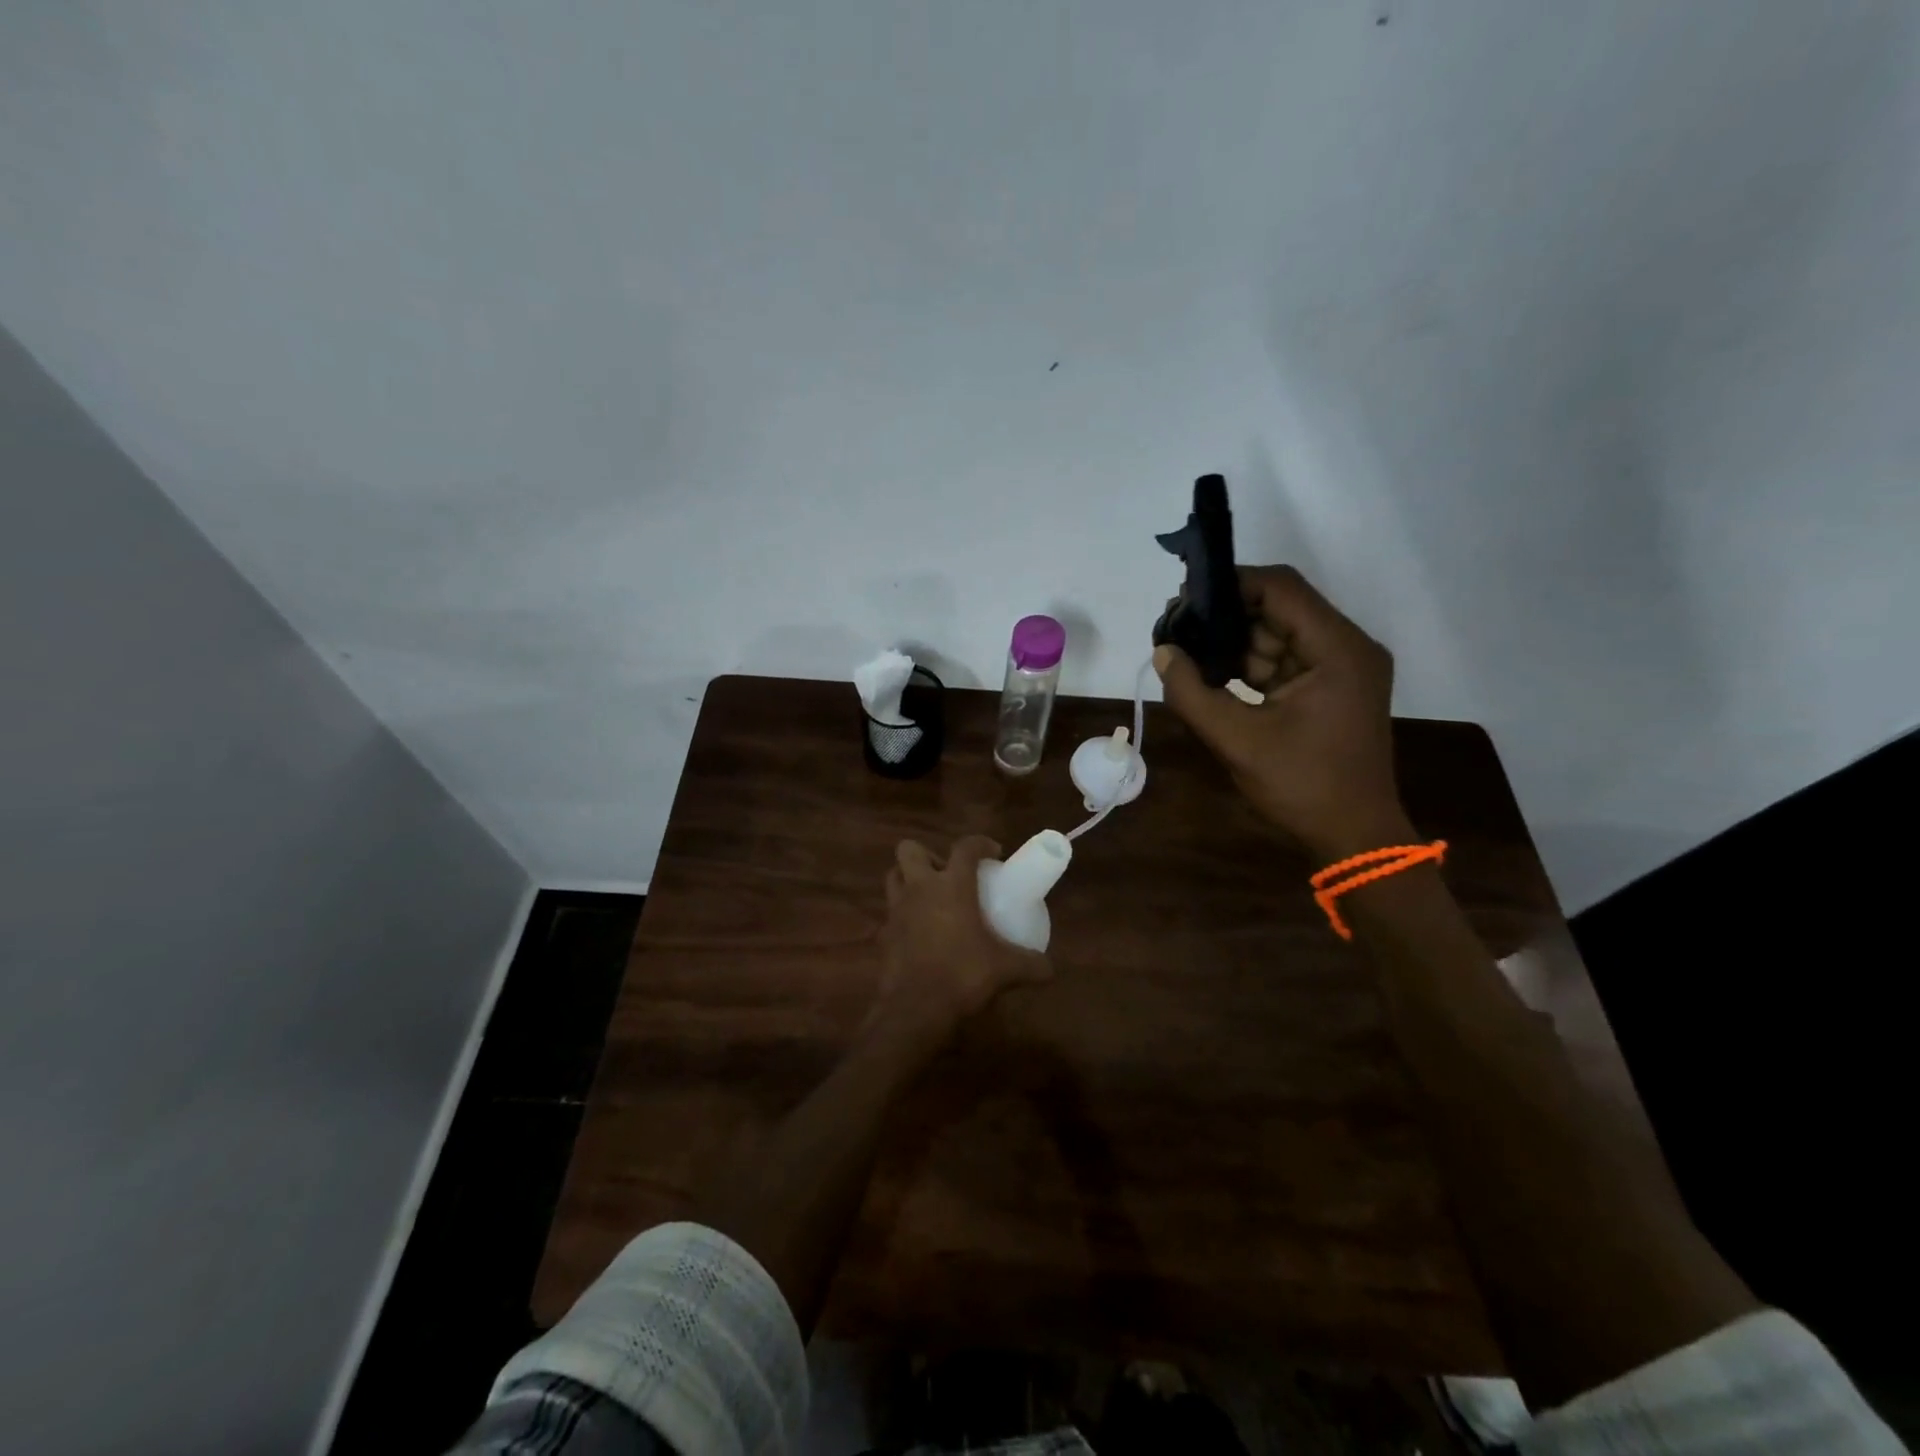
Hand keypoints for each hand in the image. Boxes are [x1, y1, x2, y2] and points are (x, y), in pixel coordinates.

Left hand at [876, 836, 1052, 1037]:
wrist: (914, 1009)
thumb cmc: (962, 976)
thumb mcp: (1005, 970)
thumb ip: (1031, 964)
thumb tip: (1050, 968)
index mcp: (952, 886)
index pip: (965, 847)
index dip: (980, 843)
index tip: (994, 854)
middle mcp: (919, 889)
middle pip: (910, 850)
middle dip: (928, 856)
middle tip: (948, 875)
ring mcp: (896, 910)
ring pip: (894, 877)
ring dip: (909, 880)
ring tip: (931, 898)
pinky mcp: (883, 934)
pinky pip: (890, 914)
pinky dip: (903, 917)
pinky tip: (919, 934)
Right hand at [1154, 565, 1410, 861]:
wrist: (1354, 836)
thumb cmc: (1302, 786)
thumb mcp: (1237, 740)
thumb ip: (1192, 693)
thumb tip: (1162, 652)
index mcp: (1338, 649)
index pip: (1282, 589)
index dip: (1232, 584)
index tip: (1185, 597)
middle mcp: (1347, 647)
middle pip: (1280, 609)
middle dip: (1227, 616)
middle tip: (1176, 629)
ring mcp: (1341, 669)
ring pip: (1278, 635)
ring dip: (1234, 643)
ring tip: (1186, 652)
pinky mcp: (1330, 689)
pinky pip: (1283, 662)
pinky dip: (1249, 666)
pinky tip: (1211, 675)